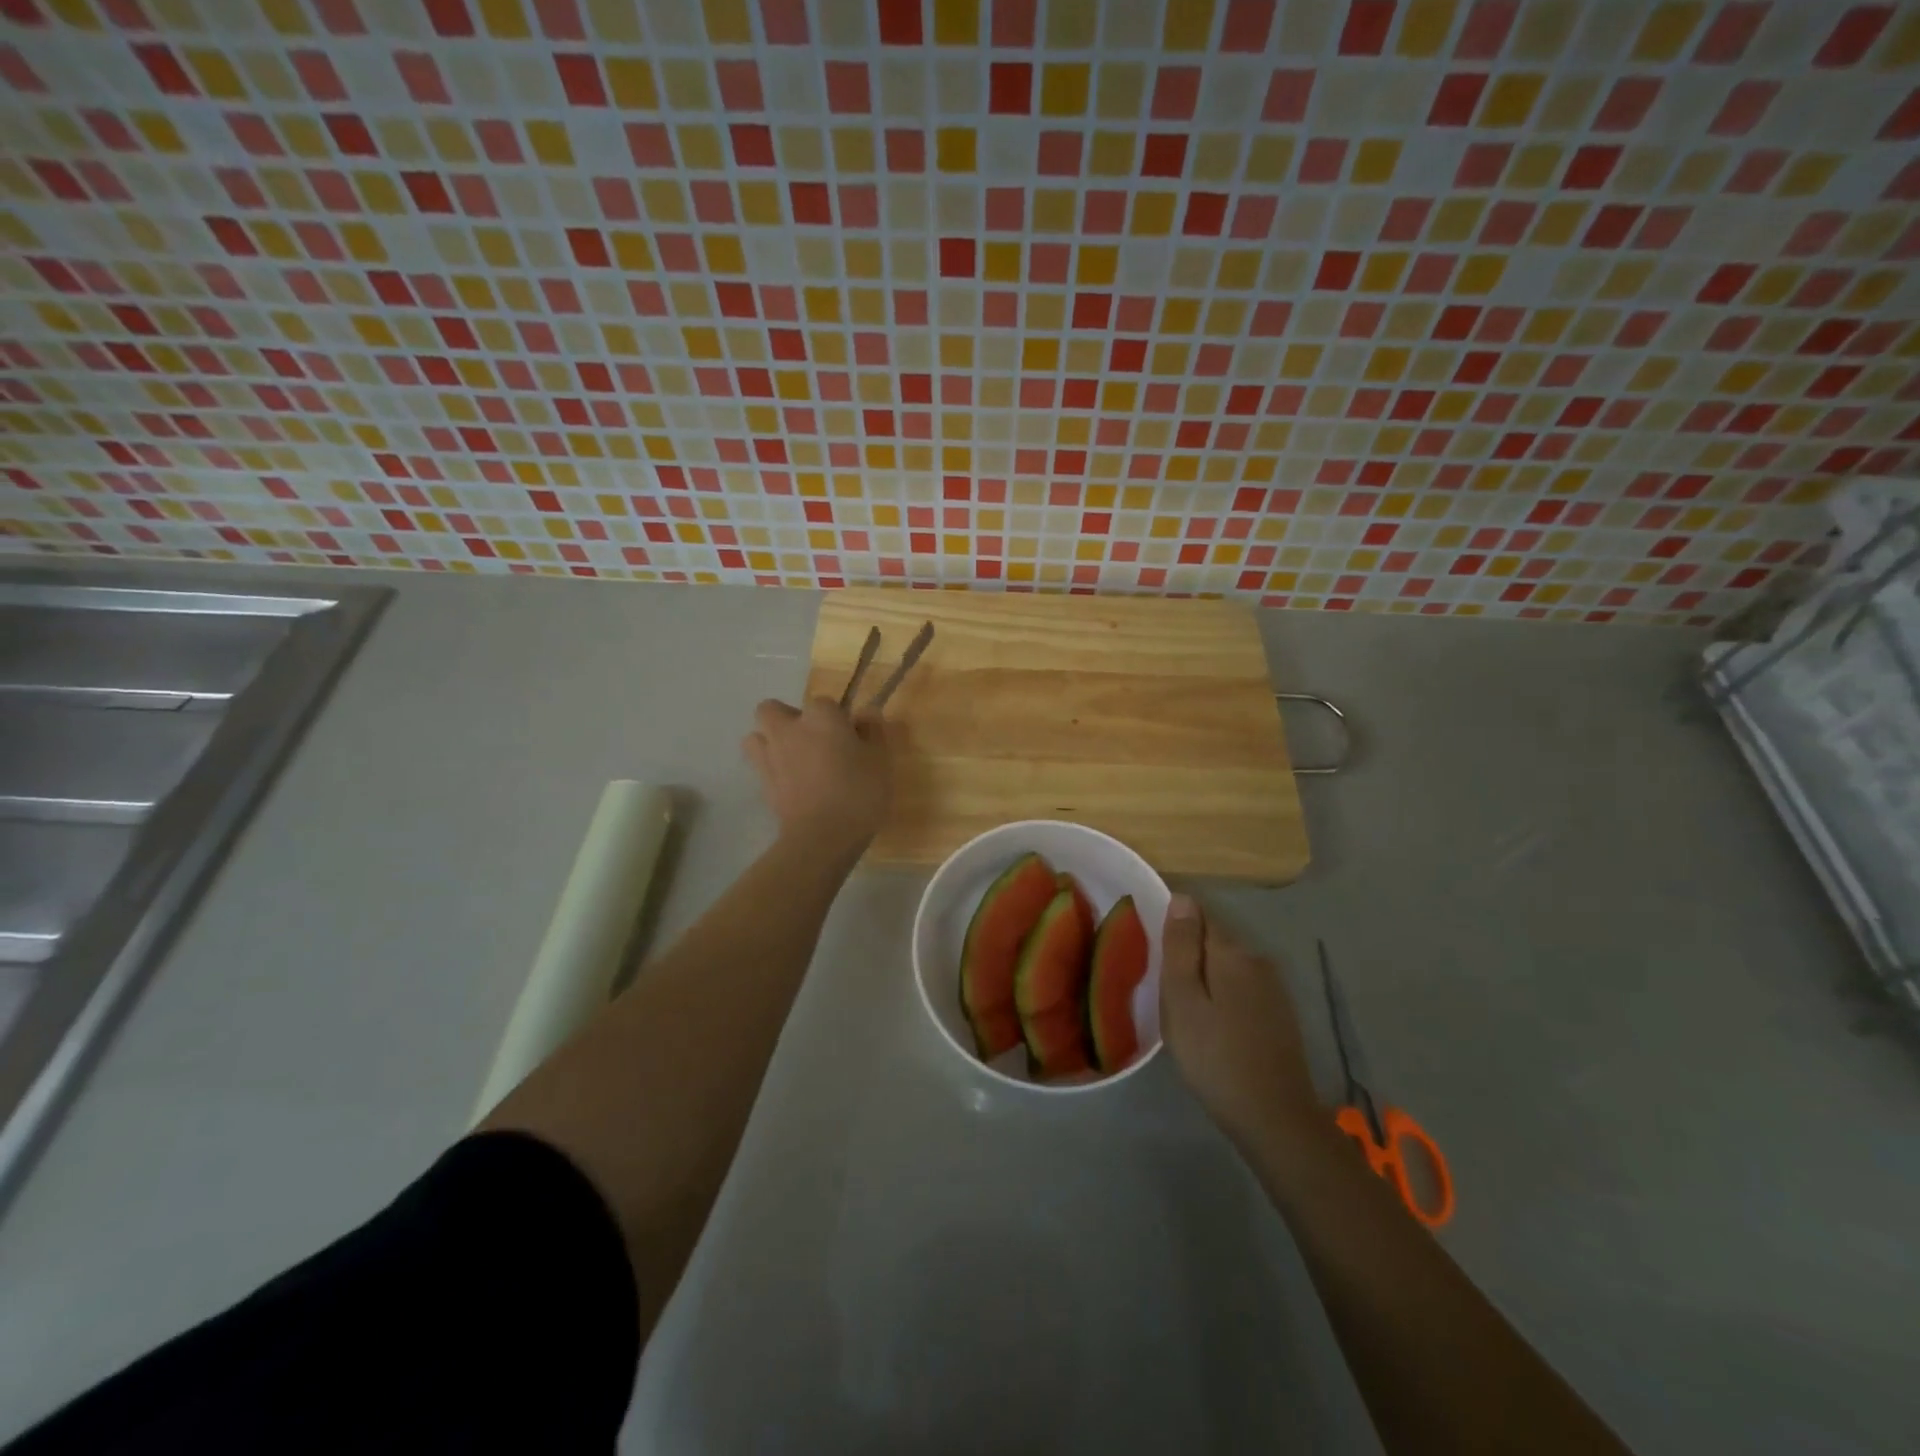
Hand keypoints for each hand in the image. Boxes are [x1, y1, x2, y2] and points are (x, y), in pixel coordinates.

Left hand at [743, 697, 890, 851]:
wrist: (822, 837)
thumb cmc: (858, 792)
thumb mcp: (880, 760)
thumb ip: (873, 732)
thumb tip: (866, 715)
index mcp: (820, 717)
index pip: (824, 703)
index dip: (837, 718)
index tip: (850, 737)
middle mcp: (788, 730)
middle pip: (772, 709)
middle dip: (788, 719)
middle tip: (813, 740)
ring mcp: (770, 757)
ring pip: (756, 736)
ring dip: (770, 742)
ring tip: (793, 760)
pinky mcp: (762, 785)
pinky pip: (759, 766)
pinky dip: (771, 770)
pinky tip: (791, 785)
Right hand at [1160, 894, 1322, 1152]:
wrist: (1274, 1118)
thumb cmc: (1214, 1056)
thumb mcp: (1183, 999)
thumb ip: (1181, 946)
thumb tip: (1182, 898)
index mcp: (1232, 952)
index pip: (1198, 915)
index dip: (1173, 930)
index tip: (1155, 957)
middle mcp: (1257, 959)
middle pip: (1214, 941)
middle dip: (1189, 955)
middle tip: (1164, 991)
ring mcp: (1273, 988)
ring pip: (1228, 966)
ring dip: (1206, 978)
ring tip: (1185, 1011)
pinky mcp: (1280, 1014)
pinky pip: (1242, 989)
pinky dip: (1223, 997)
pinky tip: (1213, 1026)